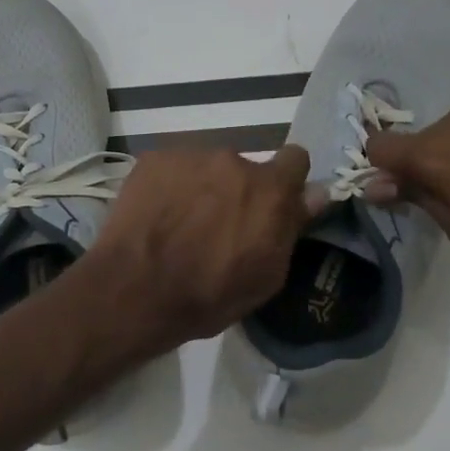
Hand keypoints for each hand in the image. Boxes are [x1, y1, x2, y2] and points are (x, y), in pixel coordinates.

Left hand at [83, 145, 314, 350]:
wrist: (135, 289)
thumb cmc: (209, 294)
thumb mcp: (266, 275)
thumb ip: (291, 227)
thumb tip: (315, 194)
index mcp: (269, 189)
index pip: (295, 159)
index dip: (288, 180)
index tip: (276, 202)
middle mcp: (233, 160)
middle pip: (245, 168)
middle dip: (239, 191)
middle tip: (219, 225)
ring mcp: (190, 156)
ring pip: (207, 168)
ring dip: (203, 188)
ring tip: (181, 223)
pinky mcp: (154, 159)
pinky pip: (173, 168)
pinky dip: (170, 187)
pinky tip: (157, 216)